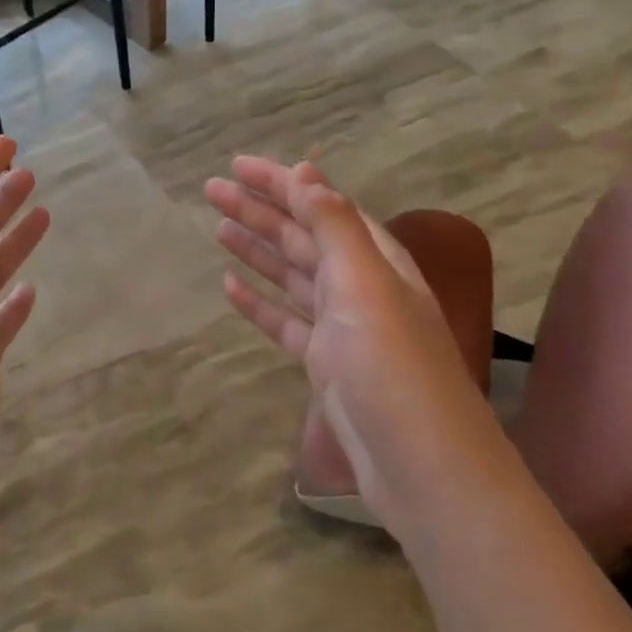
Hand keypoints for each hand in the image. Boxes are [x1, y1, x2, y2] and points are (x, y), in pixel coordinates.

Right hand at [206, 156, 485, 526]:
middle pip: (302, 237)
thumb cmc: (391, 368)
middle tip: (211, 191)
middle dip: (260, 210)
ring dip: (257, 250)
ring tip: (217, 228)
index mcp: (375, 260)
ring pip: (292, 276)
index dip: (281, 182)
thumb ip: (334, 227)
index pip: (322, 205)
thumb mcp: (365, 286)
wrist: (420, 466)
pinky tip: (231, 289)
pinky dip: (260, 303)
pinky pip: (286, 323)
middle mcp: (360, 286)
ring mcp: (342, 328)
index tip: (238, 165)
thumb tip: (307, 172)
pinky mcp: (326, 365)